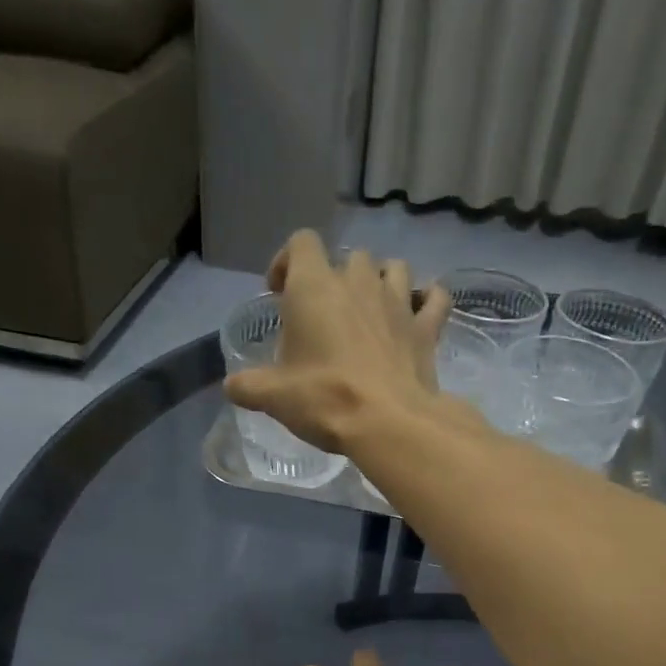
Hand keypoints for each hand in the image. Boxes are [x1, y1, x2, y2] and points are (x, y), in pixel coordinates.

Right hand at [223, 231, 452, 452]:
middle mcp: (358, 282)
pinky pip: (434, 298)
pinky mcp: (427, 328)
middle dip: (336, 277)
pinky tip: (418, 313)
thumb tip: (231, 386)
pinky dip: (426, 300)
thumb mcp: (274, 396)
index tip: (279, 291)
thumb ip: (248, 386)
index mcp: (315, 287)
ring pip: (393, 268)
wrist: (389, 422)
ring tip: (370, 309)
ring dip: (381, 281)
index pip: (301, 243)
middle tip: (326, 313)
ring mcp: (398, 302)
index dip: (288, 261)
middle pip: (349, 257)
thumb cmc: (325, 398)